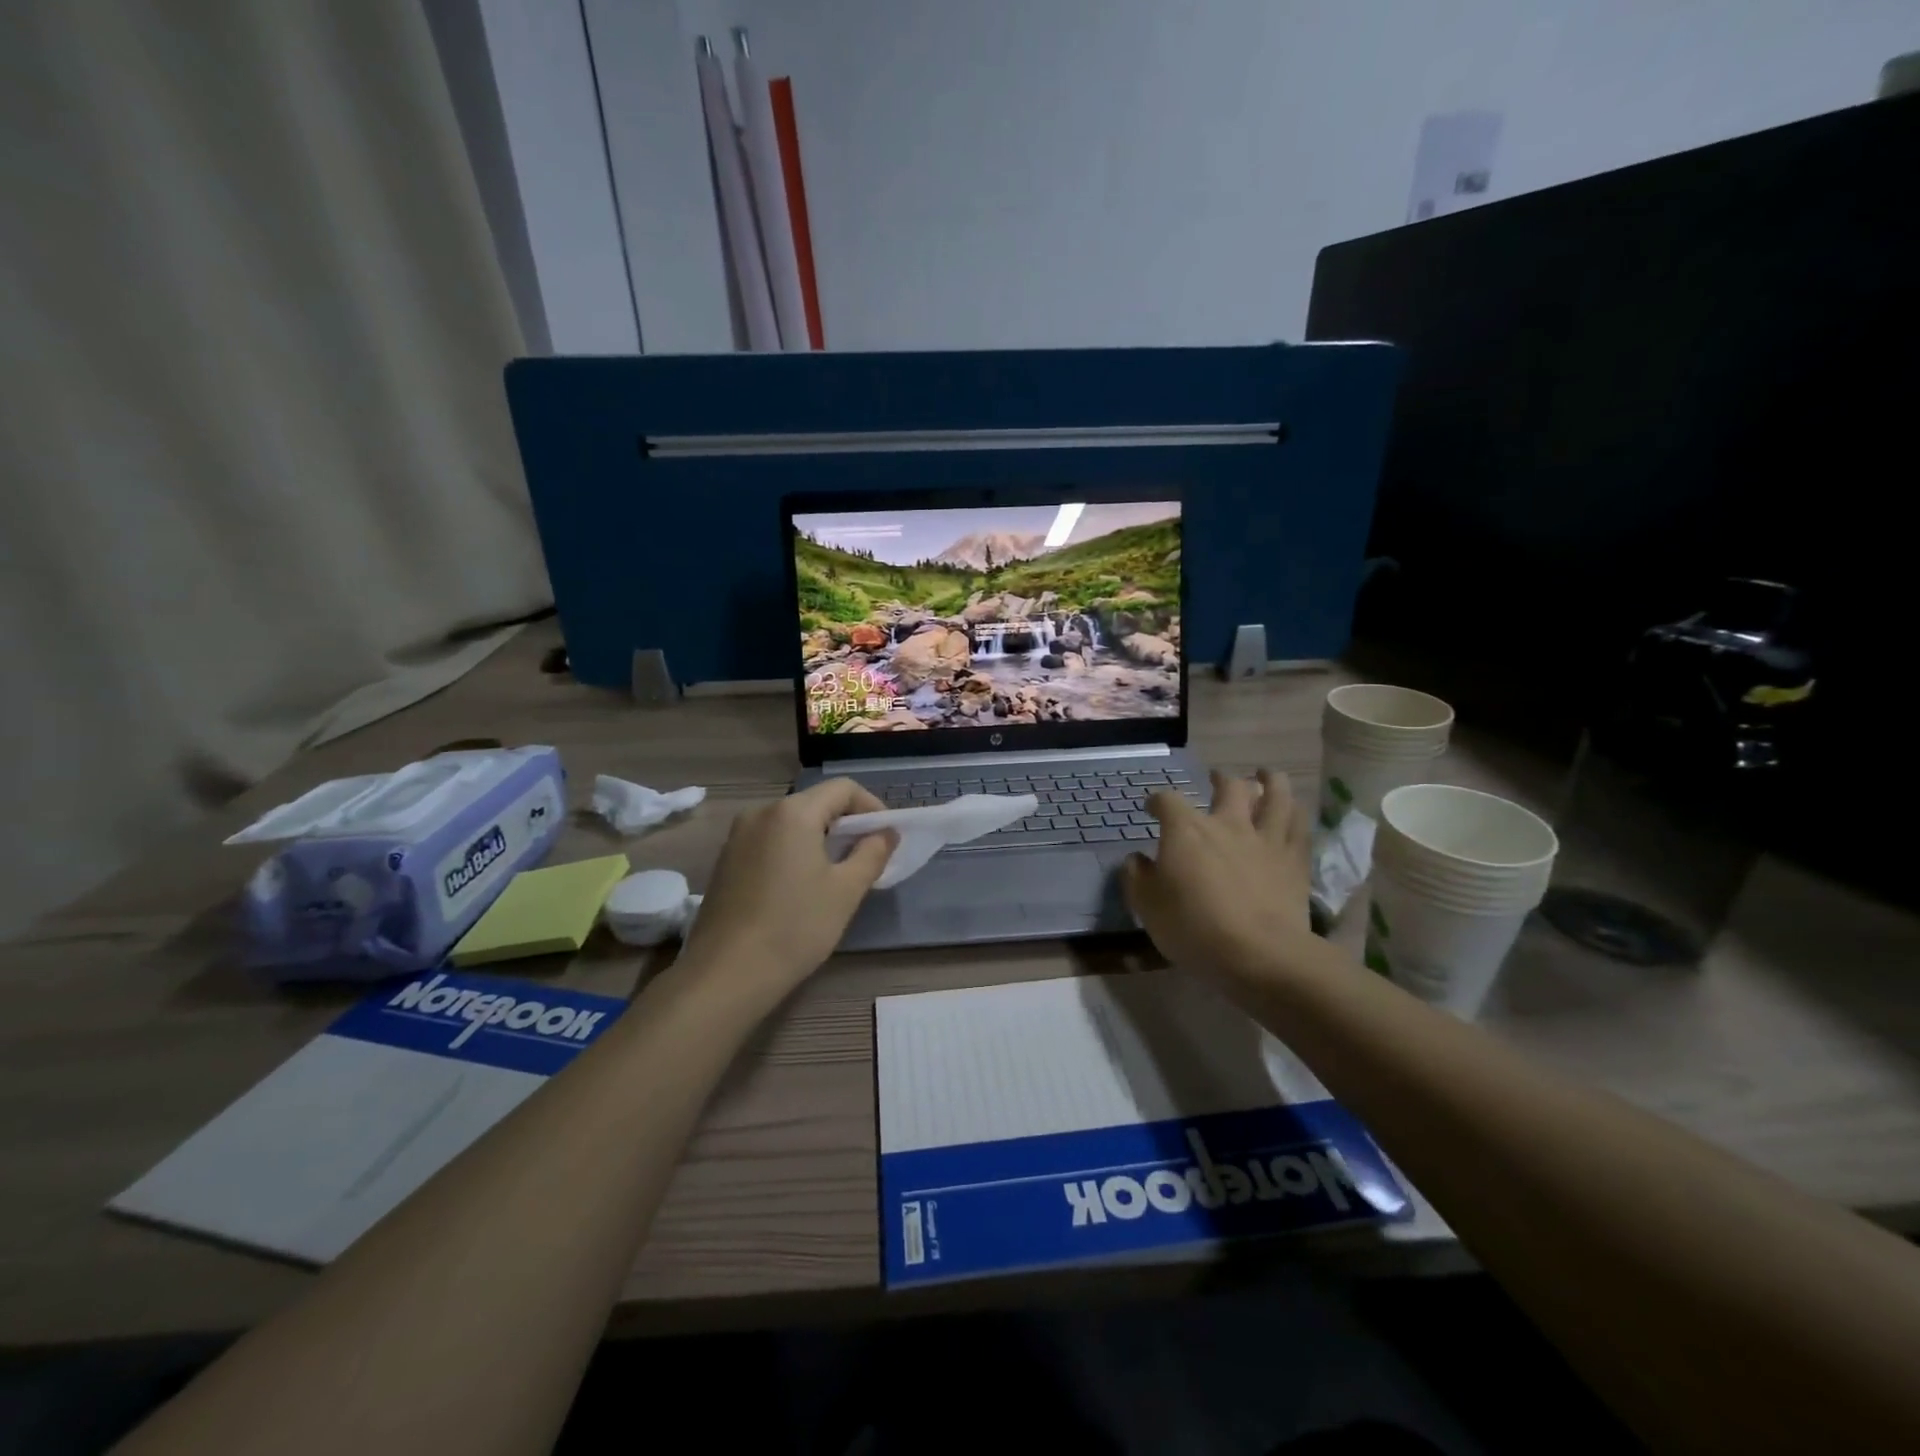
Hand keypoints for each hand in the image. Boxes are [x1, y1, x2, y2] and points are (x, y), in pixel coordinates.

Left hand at [681, 778, 895, 1006]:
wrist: (726, 974)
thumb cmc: (795, 927)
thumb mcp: (846, 891)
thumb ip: (872, 853)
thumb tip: (886, 833)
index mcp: (792, 812)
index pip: (842, 789)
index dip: (871, 807)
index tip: (885, 837)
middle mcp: (761, 813)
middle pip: (815, 803)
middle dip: (846, 824)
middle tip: (866, 857)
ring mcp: (737, 836)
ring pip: (791, 823)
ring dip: (819, 838)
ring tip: (836, 874)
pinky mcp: (725, 861)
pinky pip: (770, 841)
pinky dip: (793, 851)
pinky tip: (800, 887)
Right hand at [1122, 769, 1315, 988]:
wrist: (1260, 954)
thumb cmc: (1194, 929)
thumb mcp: (1148, 907)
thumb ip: (1137, 878)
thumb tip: (1136, 859)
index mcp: (1186, 831)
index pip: (1167, 800)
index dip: (1157, 801)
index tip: (1152, 808)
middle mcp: (1227, 825)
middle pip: (1229, 787)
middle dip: (1221, 779)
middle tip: (1218, 778)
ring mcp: (1266, 840)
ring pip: (1275, 797)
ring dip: (1270, 782)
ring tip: (1265, 775)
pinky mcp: (1294, 861)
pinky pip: (1299, 827)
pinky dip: (1296, 814)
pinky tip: (1294, 811)